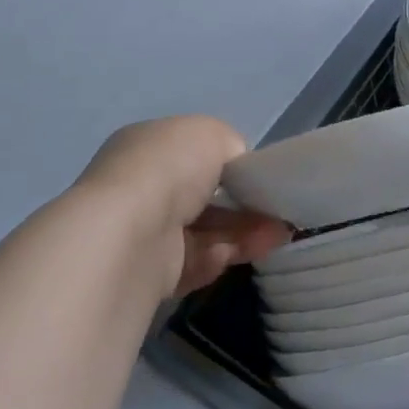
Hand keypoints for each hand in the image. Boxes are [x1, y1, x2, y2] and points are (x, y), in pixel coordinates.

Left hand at [78, 116, 290, 297]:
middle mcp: (139, 188)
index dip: (226, 164)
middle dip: (241, 205)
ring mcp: (142, 232)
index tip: (257, 176)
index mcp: (146, 147)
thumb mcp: (211, 134)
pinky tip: (231, 255)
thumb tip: (235, 167)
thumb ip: (229, 145)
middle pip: (201, 198)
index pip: (190, 154)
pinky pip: (192, 264)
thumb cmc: (170, 168)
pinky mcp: (149, 273)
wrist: (131, 233)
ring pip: (202, 233)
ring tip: (278, 236)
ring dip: (241, 233)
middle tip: (278, 213)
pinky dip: (216, 259)